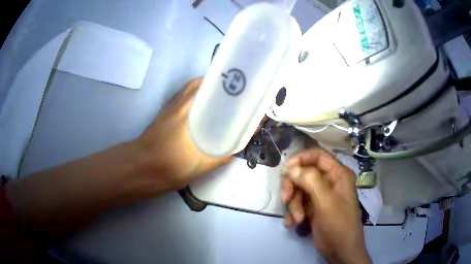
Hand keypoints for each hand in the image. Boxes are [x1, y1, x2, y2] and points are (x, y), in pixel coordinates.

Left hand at [137, 78, 231, 189]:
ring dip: (204, 92)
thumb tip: (239, 145)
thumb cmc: (171, 165)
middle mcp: (177, 102)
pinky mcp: (164, 115)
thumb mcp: (202, 164)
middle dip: (216, 85)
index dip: (224, 83)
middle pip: (198, 84)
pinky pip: (182, 100)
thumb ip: (223, 155)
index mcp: (187, 108)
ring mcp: (169, 107)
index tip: (238, 89)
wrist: (143, 168)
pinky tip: (202, 116)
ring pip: (189, 91)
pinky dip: (194, 101)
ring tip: (220, 103)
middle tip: (231, 96)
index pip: (207, 84)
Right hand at [281, 147, 369, 263]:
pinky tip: (292, 223)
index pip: (317, 155)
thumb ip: (309, 180)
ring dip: (294, 205)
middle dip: (293, 187)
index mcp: (337, 174)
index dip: (301, 159)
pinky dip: (293, 212)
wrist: (340, 249)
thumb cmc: (338, 223)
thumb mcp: (325, 201)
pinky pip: (299, 203)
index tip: (286, 170)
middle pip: (304, 173)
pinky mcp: (314, 208)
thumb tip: (290, 167)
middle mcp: (329, 181)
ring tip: (297, 219)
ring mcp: (321, 195)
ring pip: (299, 190)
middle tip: (286, 199)